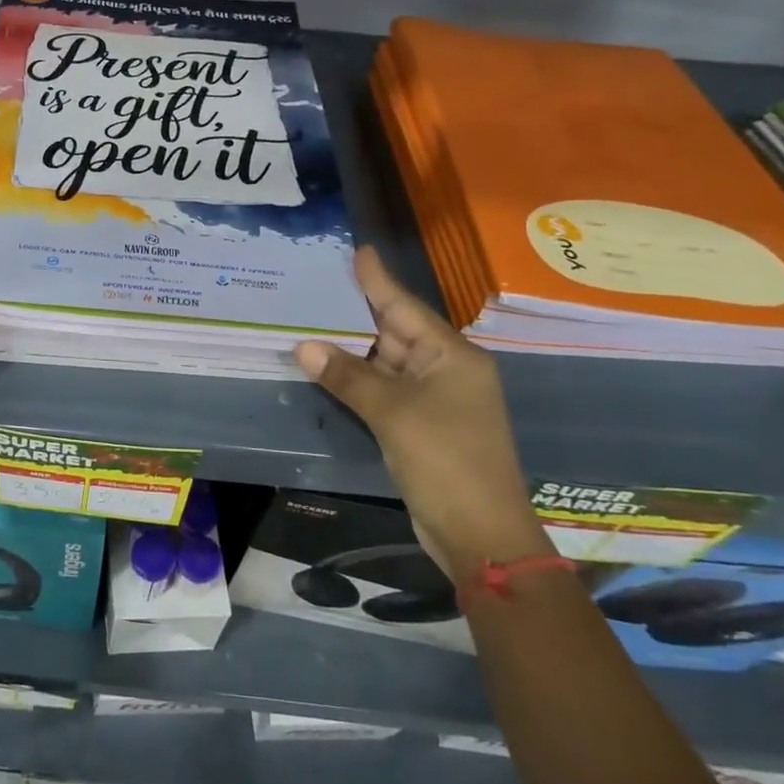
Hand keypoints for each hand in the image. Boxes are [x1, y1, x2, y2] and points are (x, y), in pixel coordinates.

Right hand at [295, 248, 550, 578]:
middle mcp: (446, 370)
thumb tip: (304, 347)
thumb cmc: (444, 460)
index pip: (405, 308)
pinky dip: (358, 380)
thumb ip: (348, 376)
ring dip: (352, 350)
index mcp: (452, 356)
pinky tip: (329, 369)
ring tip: (311, 322)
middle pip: (395, 332)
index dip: (378, 280)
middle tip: (317, 286)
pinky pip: (385, 390)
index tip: (358, 251)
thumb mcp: (392, 413)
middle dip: (356, 313)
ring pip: (387, 363)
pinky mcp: (421, 425)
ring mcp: (435, 400)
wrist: (479, 532)